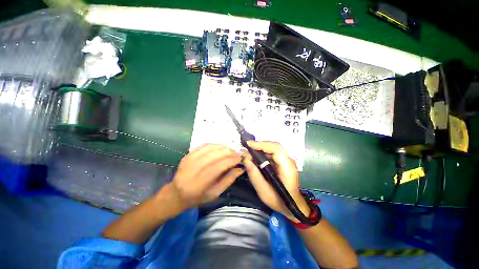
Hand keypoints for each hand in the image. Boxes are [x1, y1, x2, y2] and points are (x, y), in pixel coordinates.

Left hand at [171, 144, 243, 208]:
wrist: (177, 193)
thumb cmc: (198, 196)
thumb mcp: (215, 193)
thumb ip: (228, 180)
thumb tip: (240, 168)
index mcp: (200, 183)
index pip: (219, 166)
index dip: (232, 160)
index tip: (240, 158)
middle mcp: (194, 169)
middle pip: (215, 155)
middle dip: (229, 152)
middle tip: (237, 154)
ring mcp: (189, 160)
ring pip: (210, 148)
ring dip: (223, 148)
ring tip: (231, 151)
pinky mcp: (188, 154)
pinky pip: (204, 145)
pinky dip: (215, 145)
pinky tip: (221, 148)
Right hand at [243, 141, 309, 219]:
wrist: (292, 205)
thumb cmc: (279, 201)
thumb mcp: (264, 192)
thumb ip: (254, 175)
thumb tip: (245, 159)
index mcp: (287, 167)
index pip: (275, 149)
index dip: (261, 144)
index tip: (248, 144)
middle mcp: (288, 160)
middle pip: (274, 146)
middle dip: (259, 145)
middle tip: (246, 148)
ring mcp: (286, 160)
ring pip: (272, 148)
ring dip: (260, 148)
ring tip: (249, 152)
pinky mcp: (283, 162)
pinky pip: (272, 153)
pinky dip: (262, 153)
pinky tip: (255, 156)